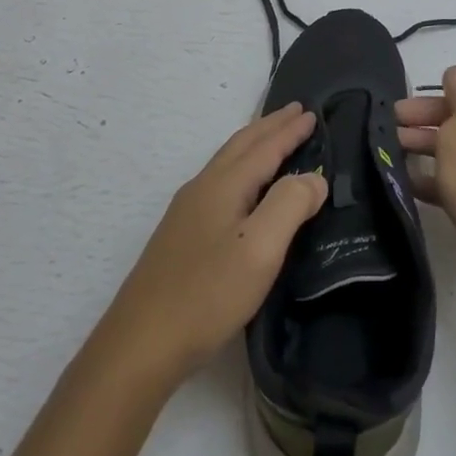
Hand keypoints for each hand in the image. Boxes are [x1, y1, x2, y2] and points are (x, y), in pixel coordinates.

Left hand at [99, 102, 325, 383]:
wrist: (142, 343)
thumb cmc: (208, 293)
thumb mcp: (261, 248)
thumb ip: (290, 204)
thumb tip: (314, 176)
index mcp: (223, 185)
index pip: (264, 147)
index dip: (290, 130)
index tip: (313, 112)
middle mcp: (202, 188)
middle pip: (241, 145)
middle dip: (270, 127)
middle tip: (297, 112)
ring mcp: (187, 212)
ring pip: (227, 163)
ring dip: (255, 145)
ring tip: (275, 140)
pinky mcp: (181, 236)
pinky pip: (220, 183)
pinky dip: (242, 170)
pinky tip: (244, 190)